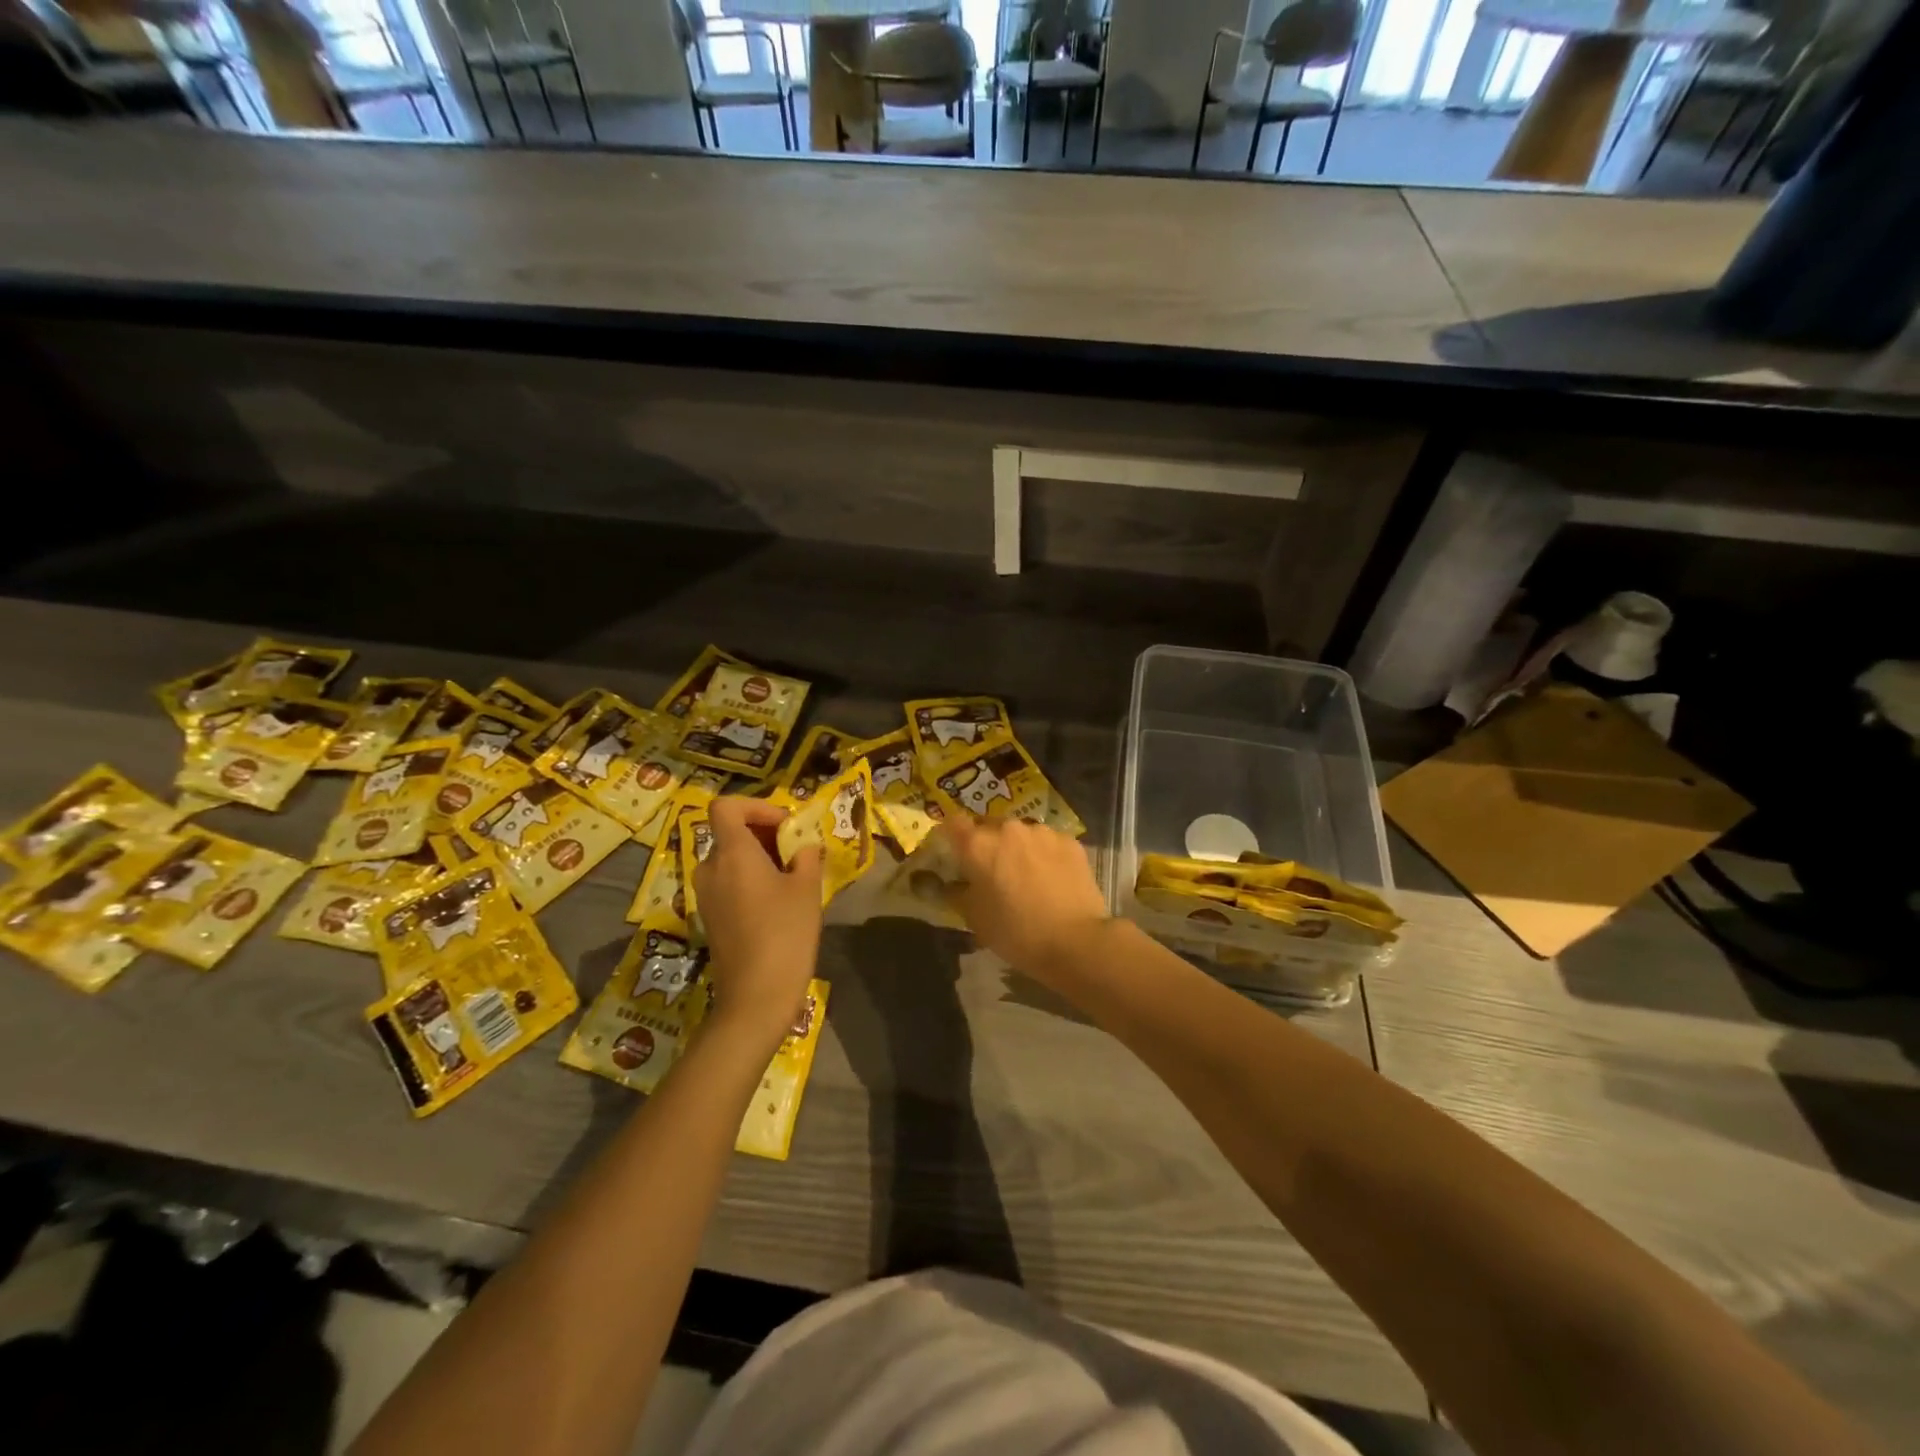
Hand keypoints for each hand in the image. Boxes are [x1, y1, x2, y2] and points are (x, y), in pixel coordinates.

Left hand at [693, 797, 823, 1048]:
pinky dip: (750, 880)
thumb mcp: (807, 889)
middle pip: (730, 833)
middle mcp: (710, 868)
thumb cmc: (785, 934)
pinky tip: (777, 903)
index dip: (756, 806)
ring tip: (792, 877)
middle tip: (797, 851)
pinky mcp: (709, 917)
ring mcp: (706, 895)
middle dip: (764, 834)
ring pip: (730, 859)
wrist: (756, 997)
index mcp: (731, 853)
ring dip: (759, 858)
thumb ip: (806, 857)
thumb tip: (803, 846)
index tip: (785, 825)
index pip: (726, 806)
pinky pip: (728, 882)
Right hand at [938, 815, 1110, 978]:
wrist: (1076, 940)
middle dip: (987, 843)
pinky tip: (1052, 877)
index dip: (951, 835)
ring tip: (1027, 875)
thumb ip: (958, 893)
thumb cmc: (1016, 933)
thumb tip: (953, 883)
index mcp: (979, 845)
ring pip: (1021, 833)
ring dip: (1018, 847)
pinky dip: (1045, 854)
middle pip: (989, 826)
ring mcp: (1042, 832)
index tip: (954, 851)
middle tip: (992, 870)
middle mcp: (1009, 829)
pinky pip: (1048, 842)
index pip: (953, 823)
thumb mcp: (975, 919)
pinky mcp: (1070, 841)